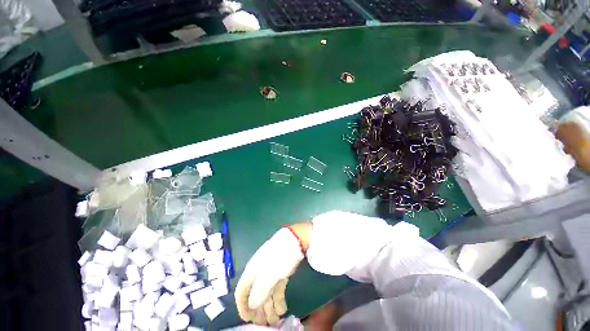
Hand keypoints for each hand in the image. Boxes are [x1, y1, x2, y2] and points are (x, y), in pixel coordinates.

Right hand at [235, 224, 310, 324]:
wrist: (296, 240)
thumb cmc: (280, 256)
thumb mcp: (269, 274)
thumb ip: (259, 291)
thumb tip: (252, 305)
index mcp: (252, 270)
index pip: (242, 291)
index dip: (242, 307)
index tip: (248, 320)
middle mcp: (259, 272)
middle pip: (255, 294)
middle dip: (259, 311)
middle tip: (265, 325)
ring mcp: (271, 271)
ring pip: (267, 293)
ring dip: (270, 308)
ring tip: (276, 321)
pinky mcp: (281, 271)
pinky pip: (276, 289)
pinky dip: (278, 300)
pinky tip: (283, 309)